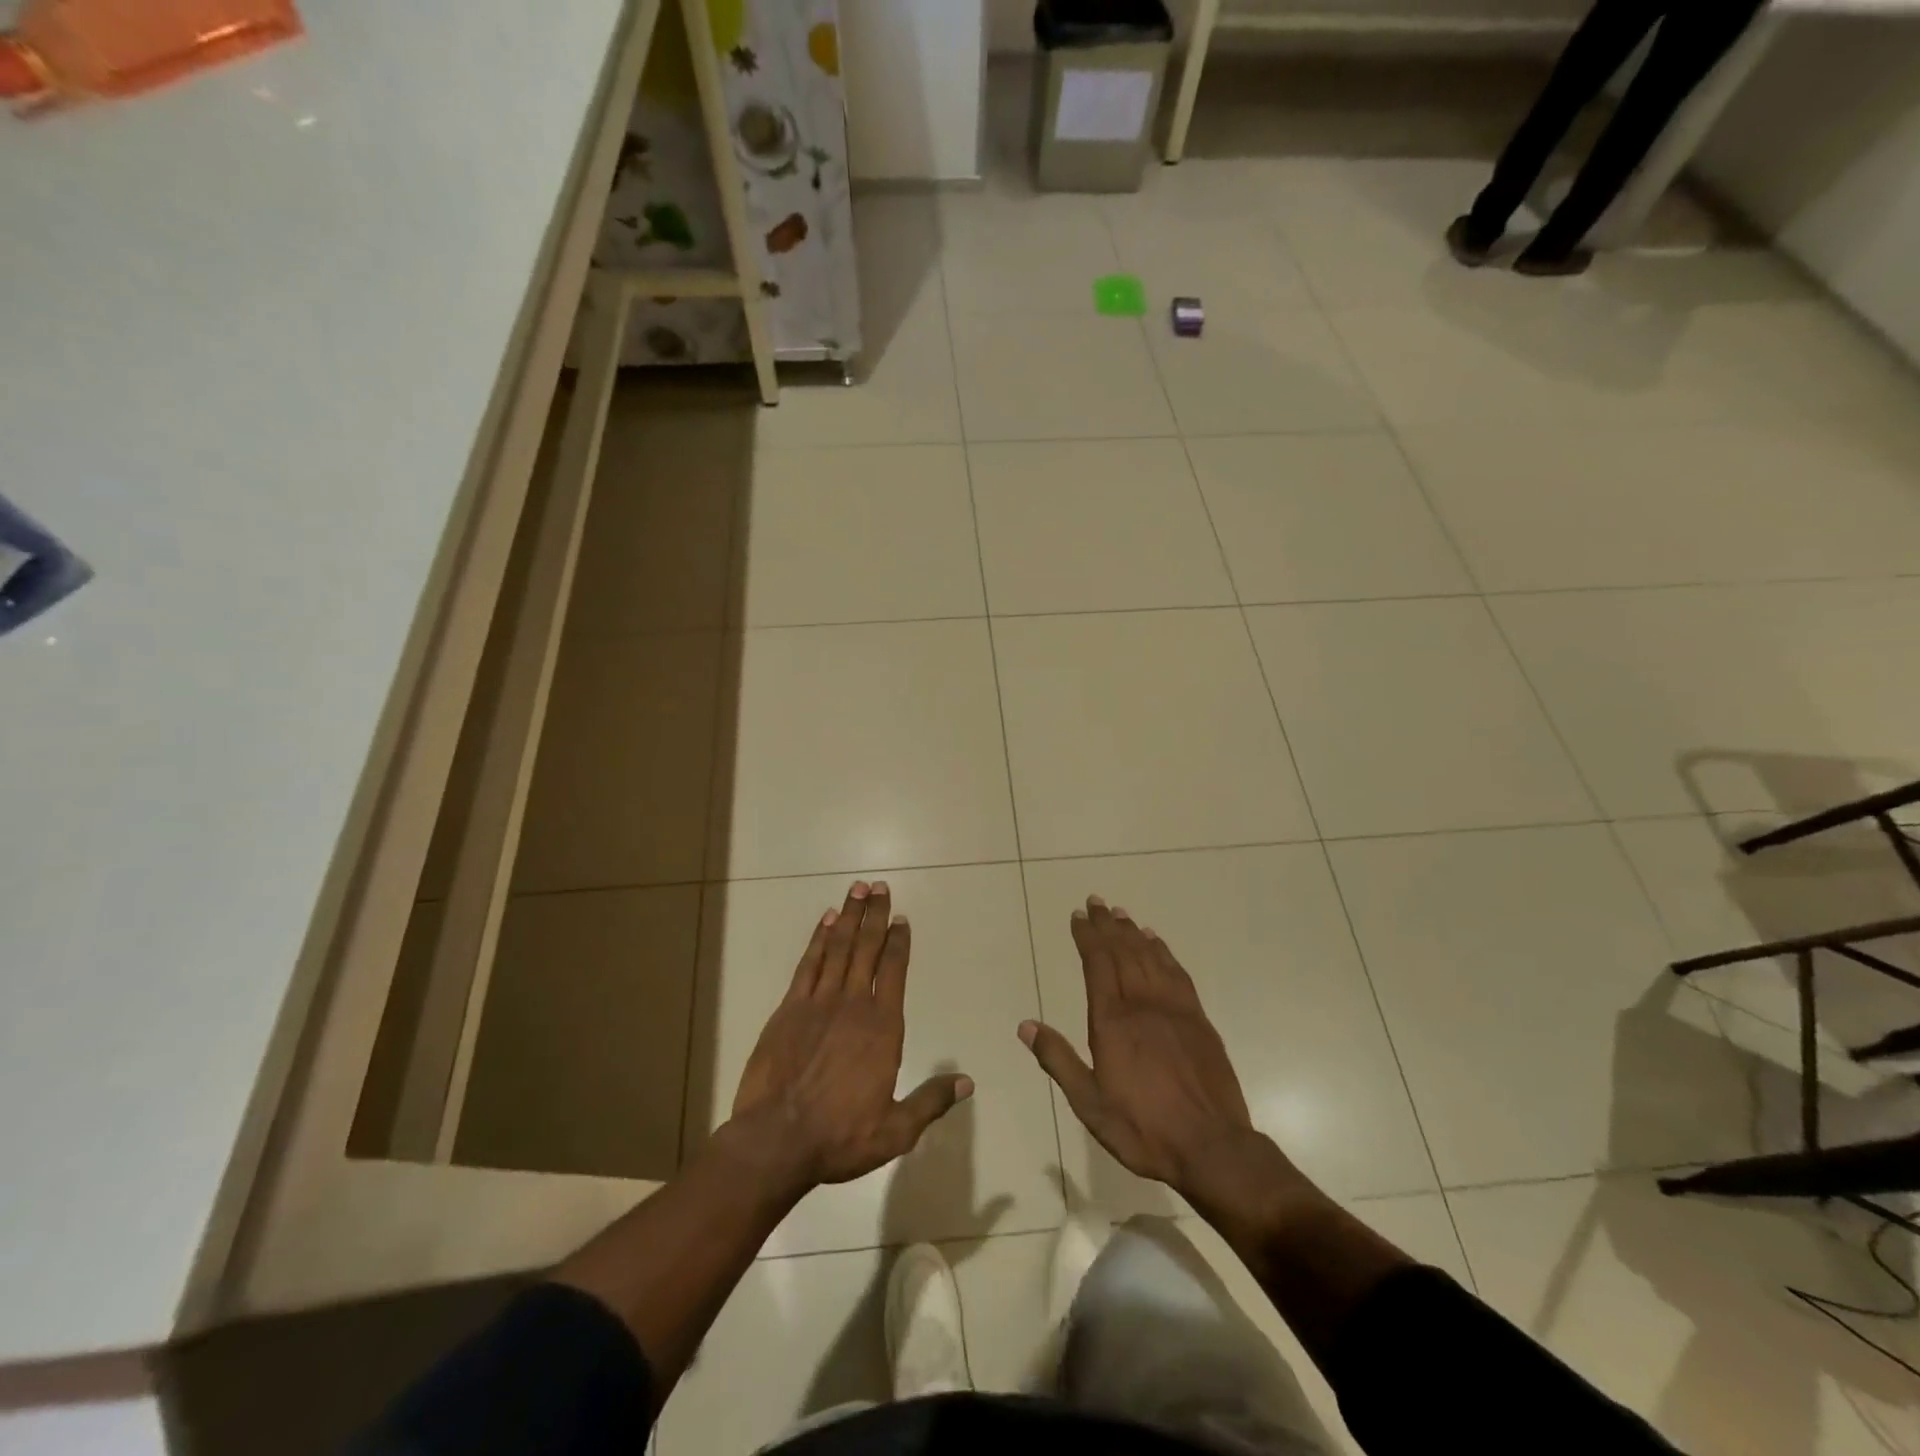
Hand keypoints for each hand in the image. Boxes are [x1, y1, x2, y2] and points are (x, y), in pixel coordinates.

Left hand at [728, 881, 971, 1195]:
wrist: (776, 1140)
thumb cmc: (840, 1135)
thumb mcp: (896, 1130)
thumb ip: (931, 1100)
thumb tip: (967, 1082)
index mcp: (883, 1027)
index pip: (895, 971)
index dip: (899, 942)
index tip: (902, 919)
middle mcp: (853, 1004)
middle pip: (867, 948)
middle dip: (875, 915)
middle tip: (879, 886)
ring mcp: (818, 1002)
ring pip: (838, 948)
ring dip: (850, 917)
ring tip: (857, 889)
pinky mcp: (789, 1008)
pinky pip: (808, 964)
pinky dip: (818, 939)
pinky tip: (826, 921)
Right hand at [1020, 896, 1269, 1205]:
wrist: (1212, 1147)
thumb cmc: (1144, 1129)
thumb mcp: (1090, 1104)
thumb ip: (1058, 1060)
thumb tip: (1025, 1025)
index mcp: (1112, 1022)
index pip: (1097, 964)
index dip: (1087, 937)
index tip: (1078, 916)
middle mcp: (1142, 1004)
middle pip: (1123, 952)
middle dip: (1107, 925)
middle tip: (1096, 902)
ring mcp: (1174, 1008)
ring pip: (1150, 957)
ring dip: (1133, 932)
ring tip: (1121, 914)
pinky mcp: (1198, 1019)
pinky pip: (1177, 973)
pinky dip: (1164, 952)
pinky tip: (1156, 942)